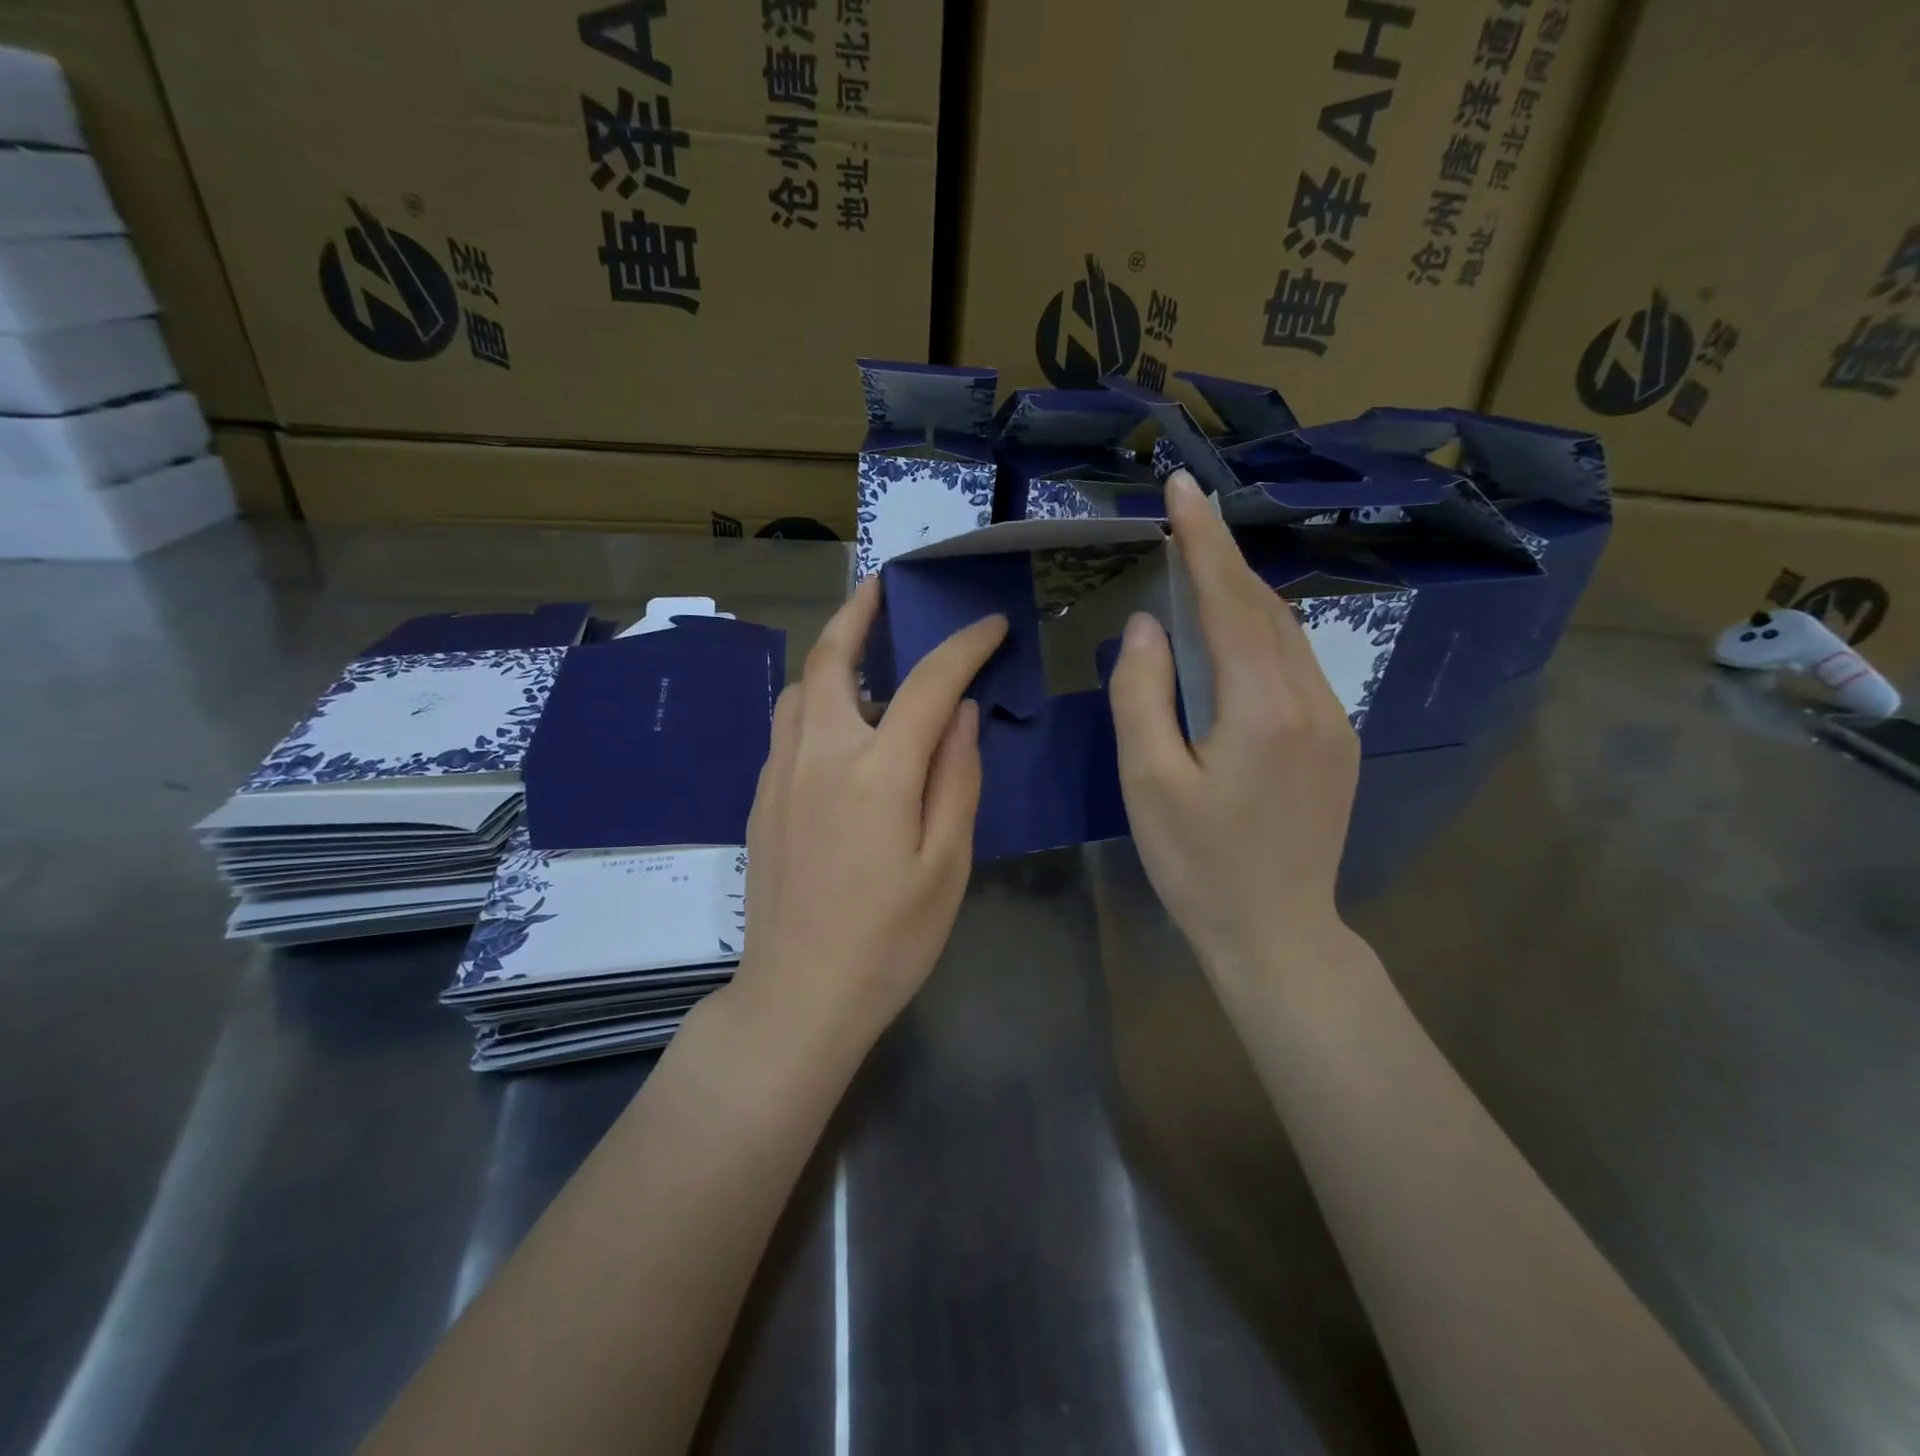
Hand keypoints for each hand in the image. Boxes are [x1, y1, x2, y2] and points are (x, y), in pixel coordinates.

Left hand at [731, 575, 1008, 1050]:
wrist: (797, 997)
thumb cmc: (888, 940)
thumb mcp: (945, 864)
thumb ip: (955, 778)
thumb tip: (961, 713)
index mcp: (875, 773)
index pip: (926, 684)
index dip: (963, 647)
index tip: (989, 626)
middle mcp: (818, 755)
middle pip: (831, 658)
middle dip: (859, 613)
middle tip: (882, 588)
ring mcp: (779, 774)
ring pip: (800, 690)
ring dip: (832, 659)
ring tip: (866, 663)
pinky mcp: (759, 798)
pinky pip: (787, 727)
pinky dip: (815, 703)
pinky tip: (839, 732)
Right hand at [1108, 470, 1359, 974]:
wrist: (1277, 933)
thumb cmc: (1199, 864)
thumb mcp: (1150, 782)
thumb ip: (1143, 696)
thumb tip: (1147, 627)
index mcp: (1261, 706)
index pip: (1228, 601)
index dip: (1202, 540)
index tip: (1183, 486)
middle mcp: (1310, 700)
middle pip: (1263, 607)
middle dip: (1223, 555)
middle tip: (1187, 514)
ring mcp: (1334, 722)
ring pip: (1287, 634)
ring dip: (1243, 593)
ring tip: (1202, 566)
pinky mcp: (1337, 744)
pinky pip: (1298, 666)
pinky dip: (1262, 633)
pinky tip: (1237, 637)